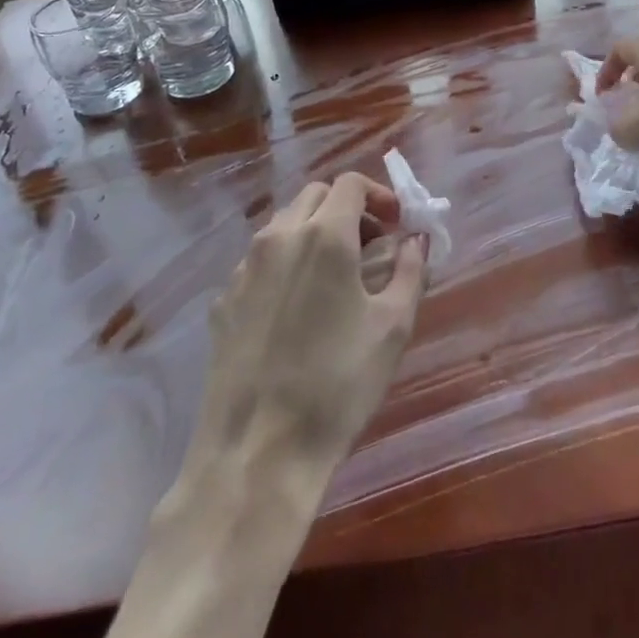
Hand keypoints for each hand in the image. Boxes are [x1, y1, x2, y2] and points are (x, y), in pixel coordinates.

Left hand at [189, 174, 426, 484]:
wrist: (257, 453)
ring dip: (316, 231)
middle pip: (315, 196)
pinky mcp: (223, 300)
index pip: (350, 184)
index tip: (398, 225)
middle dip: (349, 209)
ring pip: (284, 224)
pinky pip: (260, 260)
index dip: (380, 195)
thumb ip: (411, 271)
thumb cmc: (338, 385)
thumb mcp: (393, 327)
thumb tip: (415, 241)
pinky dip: (287, 262)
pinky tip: (299, 307)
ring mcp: (244, 268)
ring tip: (338, 276)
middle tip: (373, 247)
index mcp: (323, 235)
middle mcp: (278, 237)